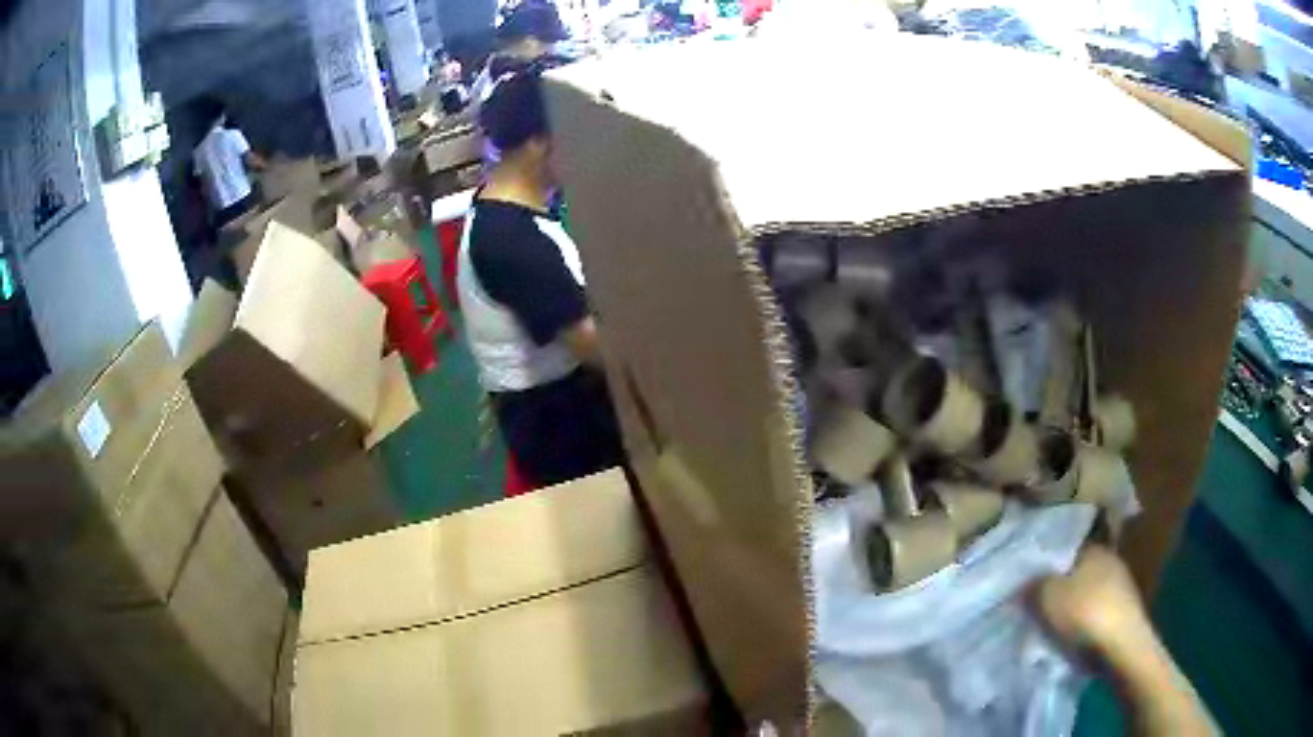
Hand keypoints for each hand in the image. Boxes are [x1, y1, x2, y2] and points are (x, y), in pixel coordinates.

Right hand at [1034, 544, 1149, 658]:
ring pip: (1089, 588)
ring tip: (1053, 619)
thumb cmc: (1084, 613)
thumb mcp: (1046, 597)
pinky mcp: (1124, 609)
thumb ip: (1032, 584)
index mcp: (1091, 546)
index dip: (1046, 560)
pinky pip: (1098, 607)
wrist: (1122, 645)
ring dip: (1074, 601)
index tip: (1029, 576)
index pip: (1065, 545)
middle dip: (1061, 581)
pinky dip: (1086, 617)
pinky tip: (1074, 631)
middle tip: (1038, 599)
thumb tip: (1024, 579)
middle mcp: (1109, 557)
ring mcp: (1121, 583)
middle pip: (1078, 568)